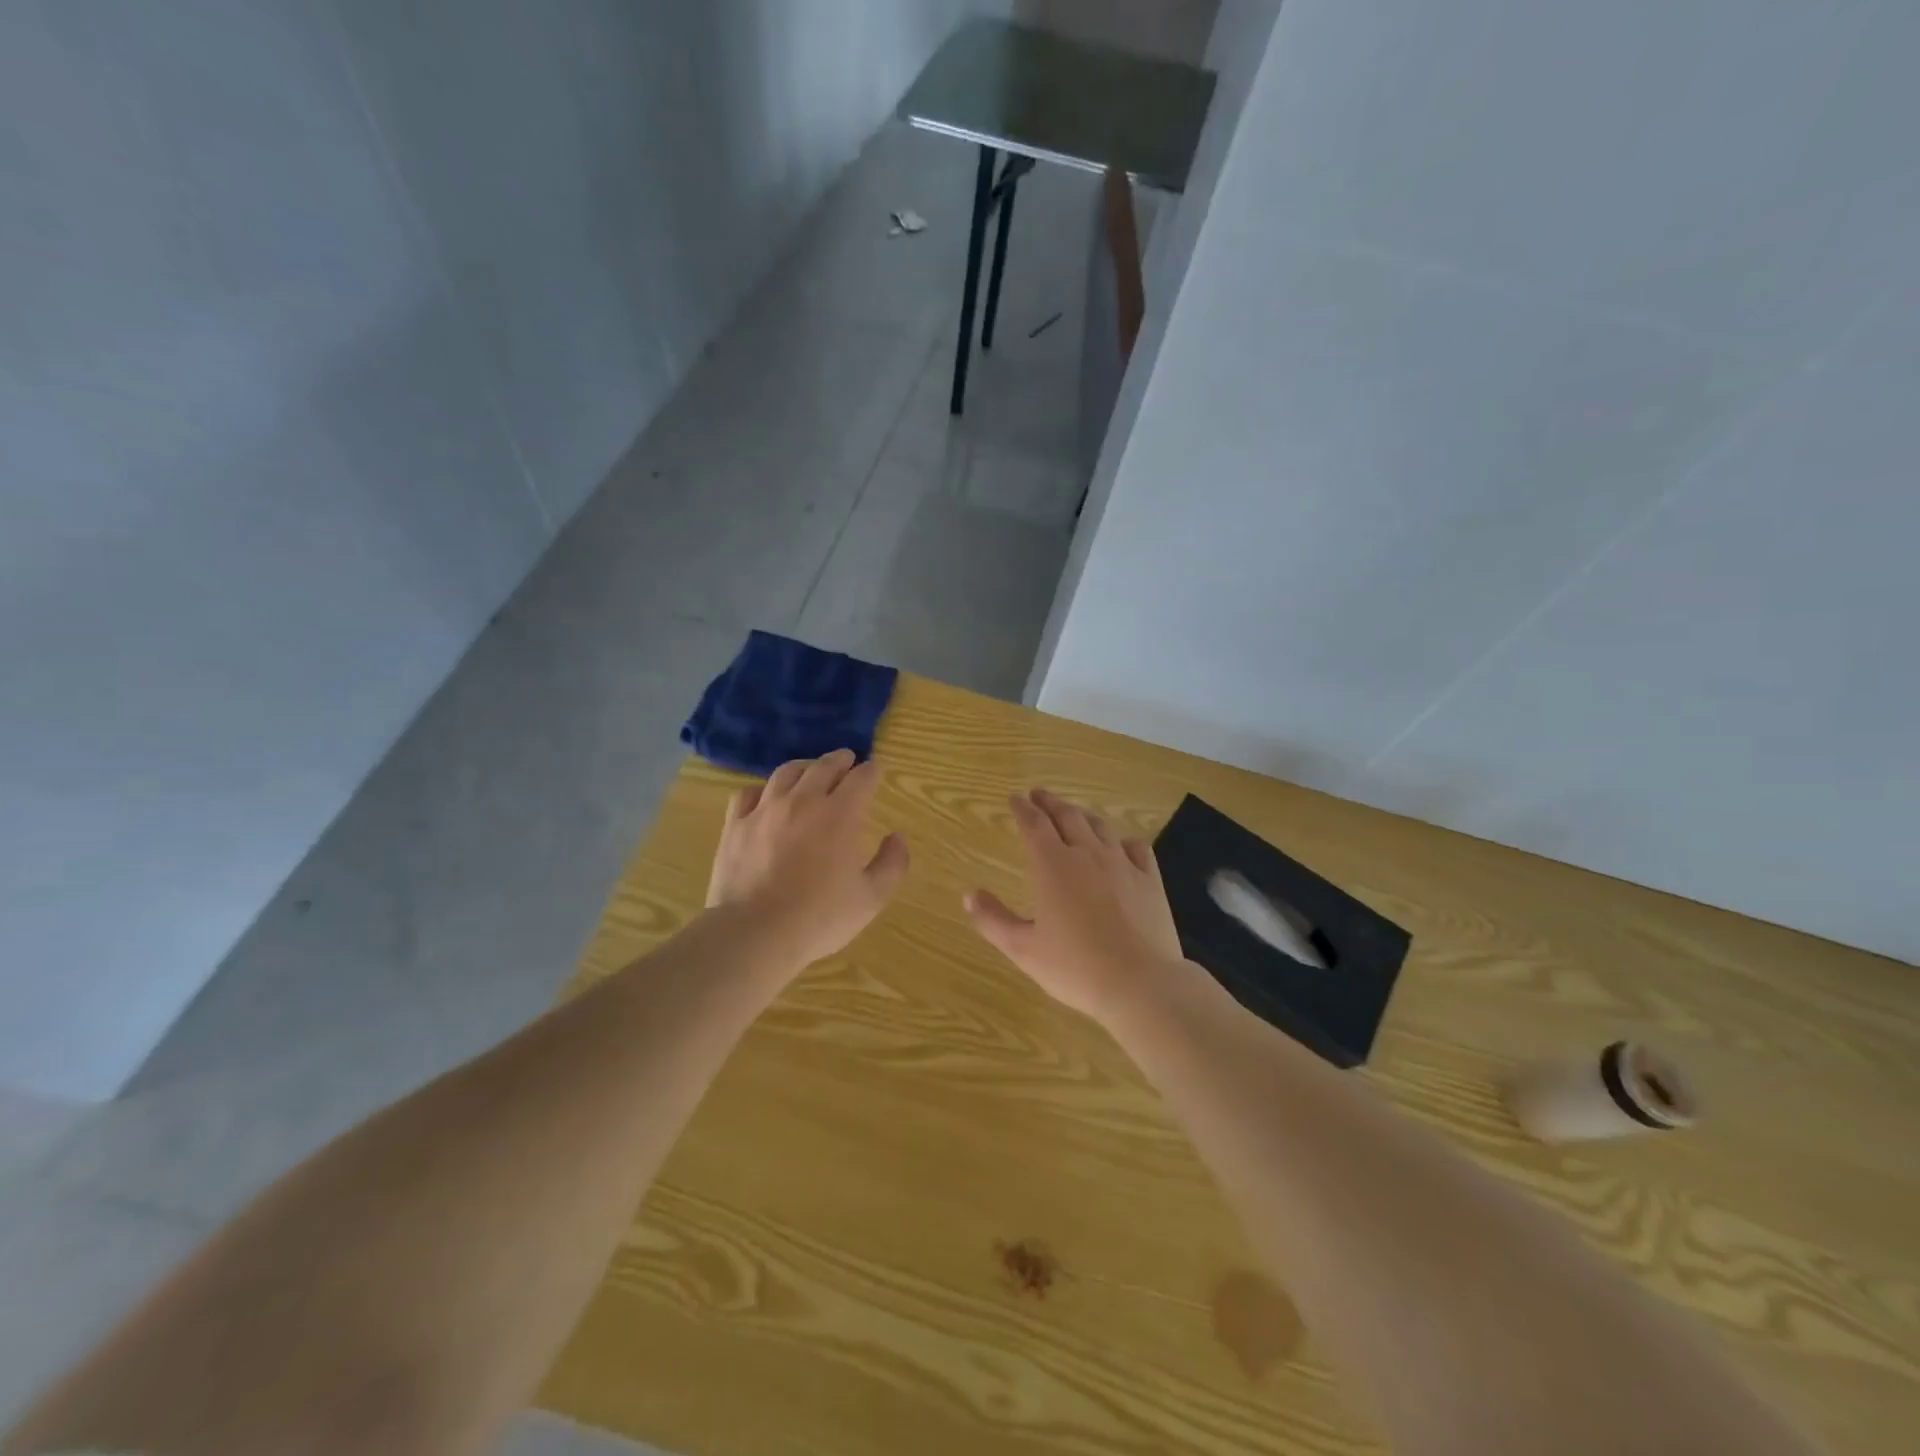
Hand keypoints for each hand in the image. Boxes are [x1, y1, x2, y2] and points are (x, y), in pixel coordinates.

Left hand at [706, 749, 908, 970]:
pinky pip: (748, 793)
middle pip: (824, 766)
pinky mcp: (736, 825)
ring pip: (786, 772)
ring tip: (810, 770)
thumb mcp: (871, 898)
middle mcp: (804, 801)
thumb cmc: (819, 918)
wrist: (755, 933)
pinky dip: (763, 789)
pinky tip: (766, 797)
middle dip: (840, 760)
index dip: (872, 771)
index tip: (875, 771)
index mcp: (841, 814)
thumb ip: (892, 864)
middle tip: (847, 760)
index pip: (862, 778)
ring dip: (804, 767)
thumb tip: (897, 837)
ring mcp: (766, 810)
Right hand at [964, 788, 1184, 1019]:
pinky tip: (1120, 845)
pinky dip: (1122, 840)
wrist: (1141, 983)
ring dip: (1082, 815)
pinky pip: (1136, 847)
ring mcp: (1122, 864)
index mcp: (1053, 866)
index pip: (1034, 824)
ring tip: (1073, 813)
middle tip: (1039, 795)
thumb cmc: (1075, 967)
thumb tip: (969, 895)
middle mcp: (1087, 854)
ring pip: (1100, 827)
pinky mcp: (1150, 879)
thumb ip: (993, 920)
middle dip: (1050, 803)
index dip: (1022, 808)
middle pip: (1067, 816)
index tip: (1015, 799)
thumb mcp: (1023, 949)